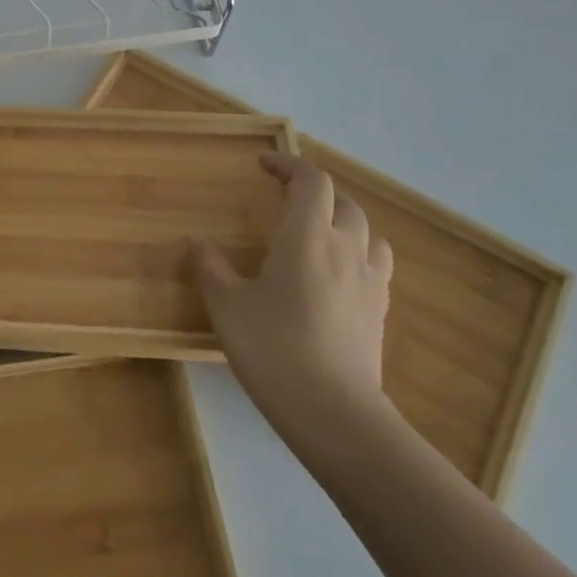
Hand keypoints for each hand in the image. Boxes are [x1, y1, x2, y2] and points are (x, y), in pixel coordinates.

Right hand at [190, 151, 393, 443]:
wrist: (334, 412)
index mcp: (307, 236)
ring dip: (344, 221)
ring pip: (368, 232)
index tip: (264, 164)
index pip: (311, 181)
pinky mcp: (381, 311)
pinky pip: (376, 265)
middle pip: (343, 201)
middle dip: (315, 191)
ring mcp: (370, 280)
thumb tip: (194, 243)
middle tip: (287, 198)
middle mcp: (346, 248)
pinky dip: (358, 254)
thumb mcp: (227, 306)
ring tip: (319, 233)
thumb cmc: (273, 348)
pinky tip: (338, 276)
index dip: (289, 164)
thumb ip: (209, 267)